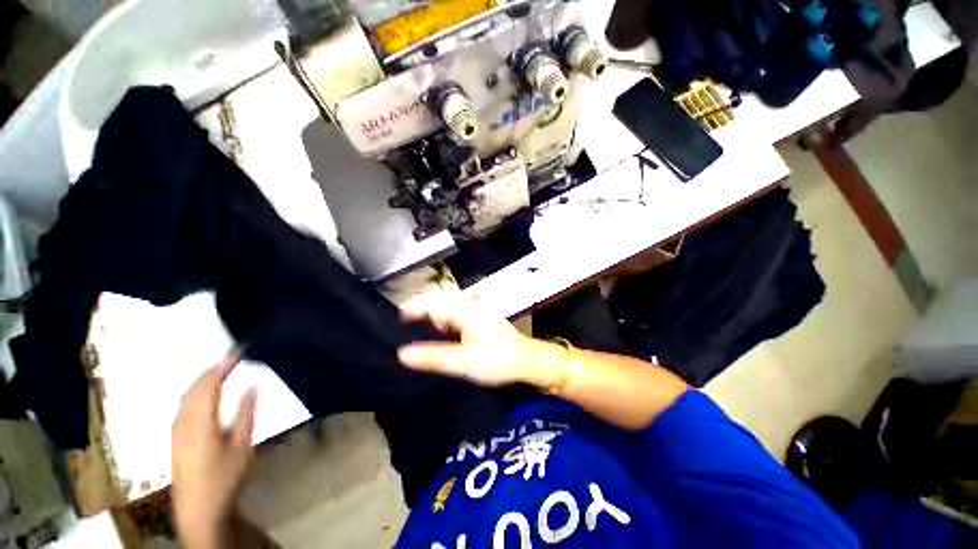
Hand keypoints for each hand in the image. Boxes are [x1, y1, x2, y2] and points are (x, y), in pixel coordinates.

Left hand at [172, 355, 256, 548]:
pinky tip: (205, 394)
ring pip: (186, 396)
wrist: (199, 509)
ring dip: (203, 380)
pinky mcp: (175, 437)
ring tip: (222, 371)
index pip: (208, 385)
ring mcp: (175, 430)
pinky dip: (196, 392)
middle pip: (193, 388)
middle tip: (232, 358)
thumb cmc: (225, 476)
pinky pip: (183, 405)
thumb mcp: (242, 445)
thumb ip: (246, 413)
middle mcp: (182, 421)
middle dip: (212, 370)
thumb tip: (253, 386)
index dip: (222, 367)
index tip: (238, 353)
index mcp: (199, 422)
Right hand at [398, 297, 549, 386]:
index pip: (436, 303)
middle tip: (412, 322)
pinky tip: (449, 332)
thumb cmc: (498, 360)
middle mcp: (473, 307)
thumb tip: (403, 354)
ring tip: (429, 328)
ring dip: (439, 314)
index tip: (401, 317)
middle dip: (427, 308)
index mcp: (466, 312)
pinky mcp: (485, 321)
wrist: (529, 362)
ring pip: (453, 307)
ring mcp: (481, 313)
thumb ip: (434, 357)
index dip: (416, 308)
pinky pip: (462, 314)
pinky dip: (450, 320)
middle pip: (444, 300)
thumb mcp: (464, 362)